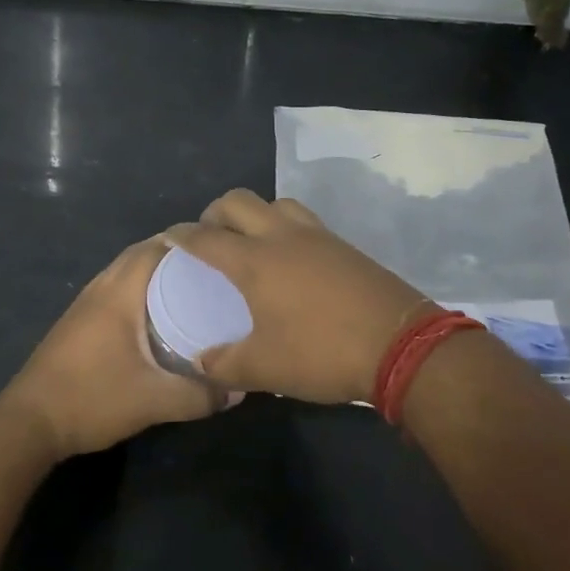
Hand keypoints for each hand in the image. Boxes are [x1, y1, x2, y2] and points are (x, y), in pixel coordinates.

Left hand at [0, 236, 231, 459]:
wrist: (30, 422)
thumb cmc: (92, 399)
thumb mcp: (153, 401)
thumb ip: (198, 396)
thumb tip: (239, 390)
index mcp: (119, 292)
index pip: (157, 248)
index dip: (191, 243)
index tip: (225, 250)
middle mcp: (101, 287)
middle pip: (142, 255)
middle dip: (178, 256)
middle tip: (217, 270)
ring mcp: (85, 303)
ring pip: (127, 272)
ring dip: (158, 273)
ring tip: (195, 288)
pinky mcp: (78, 321)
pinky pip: (117, 289)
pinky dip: (141, 290)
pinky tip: (159, 316)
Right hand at [164, 189, 427, 404]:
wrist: (401, 346)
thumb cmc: (322, 353)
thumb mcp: (264, 368)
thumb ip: (224, 364)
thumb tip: (200, 363)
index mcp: (254, 262)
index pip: (206, 238)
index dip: (182, 235)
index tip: (168, 237)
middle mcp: (282, 237)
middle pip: (238, 201)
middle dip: (215, 213)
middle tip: (209, 237)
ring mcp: (318, 237)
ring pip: (276, 203)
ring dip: (255, 214)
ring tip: (251, 241)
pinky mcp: (344, 246)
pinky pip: (304, 220)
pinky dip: (285, 227)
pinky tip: (291, 258)